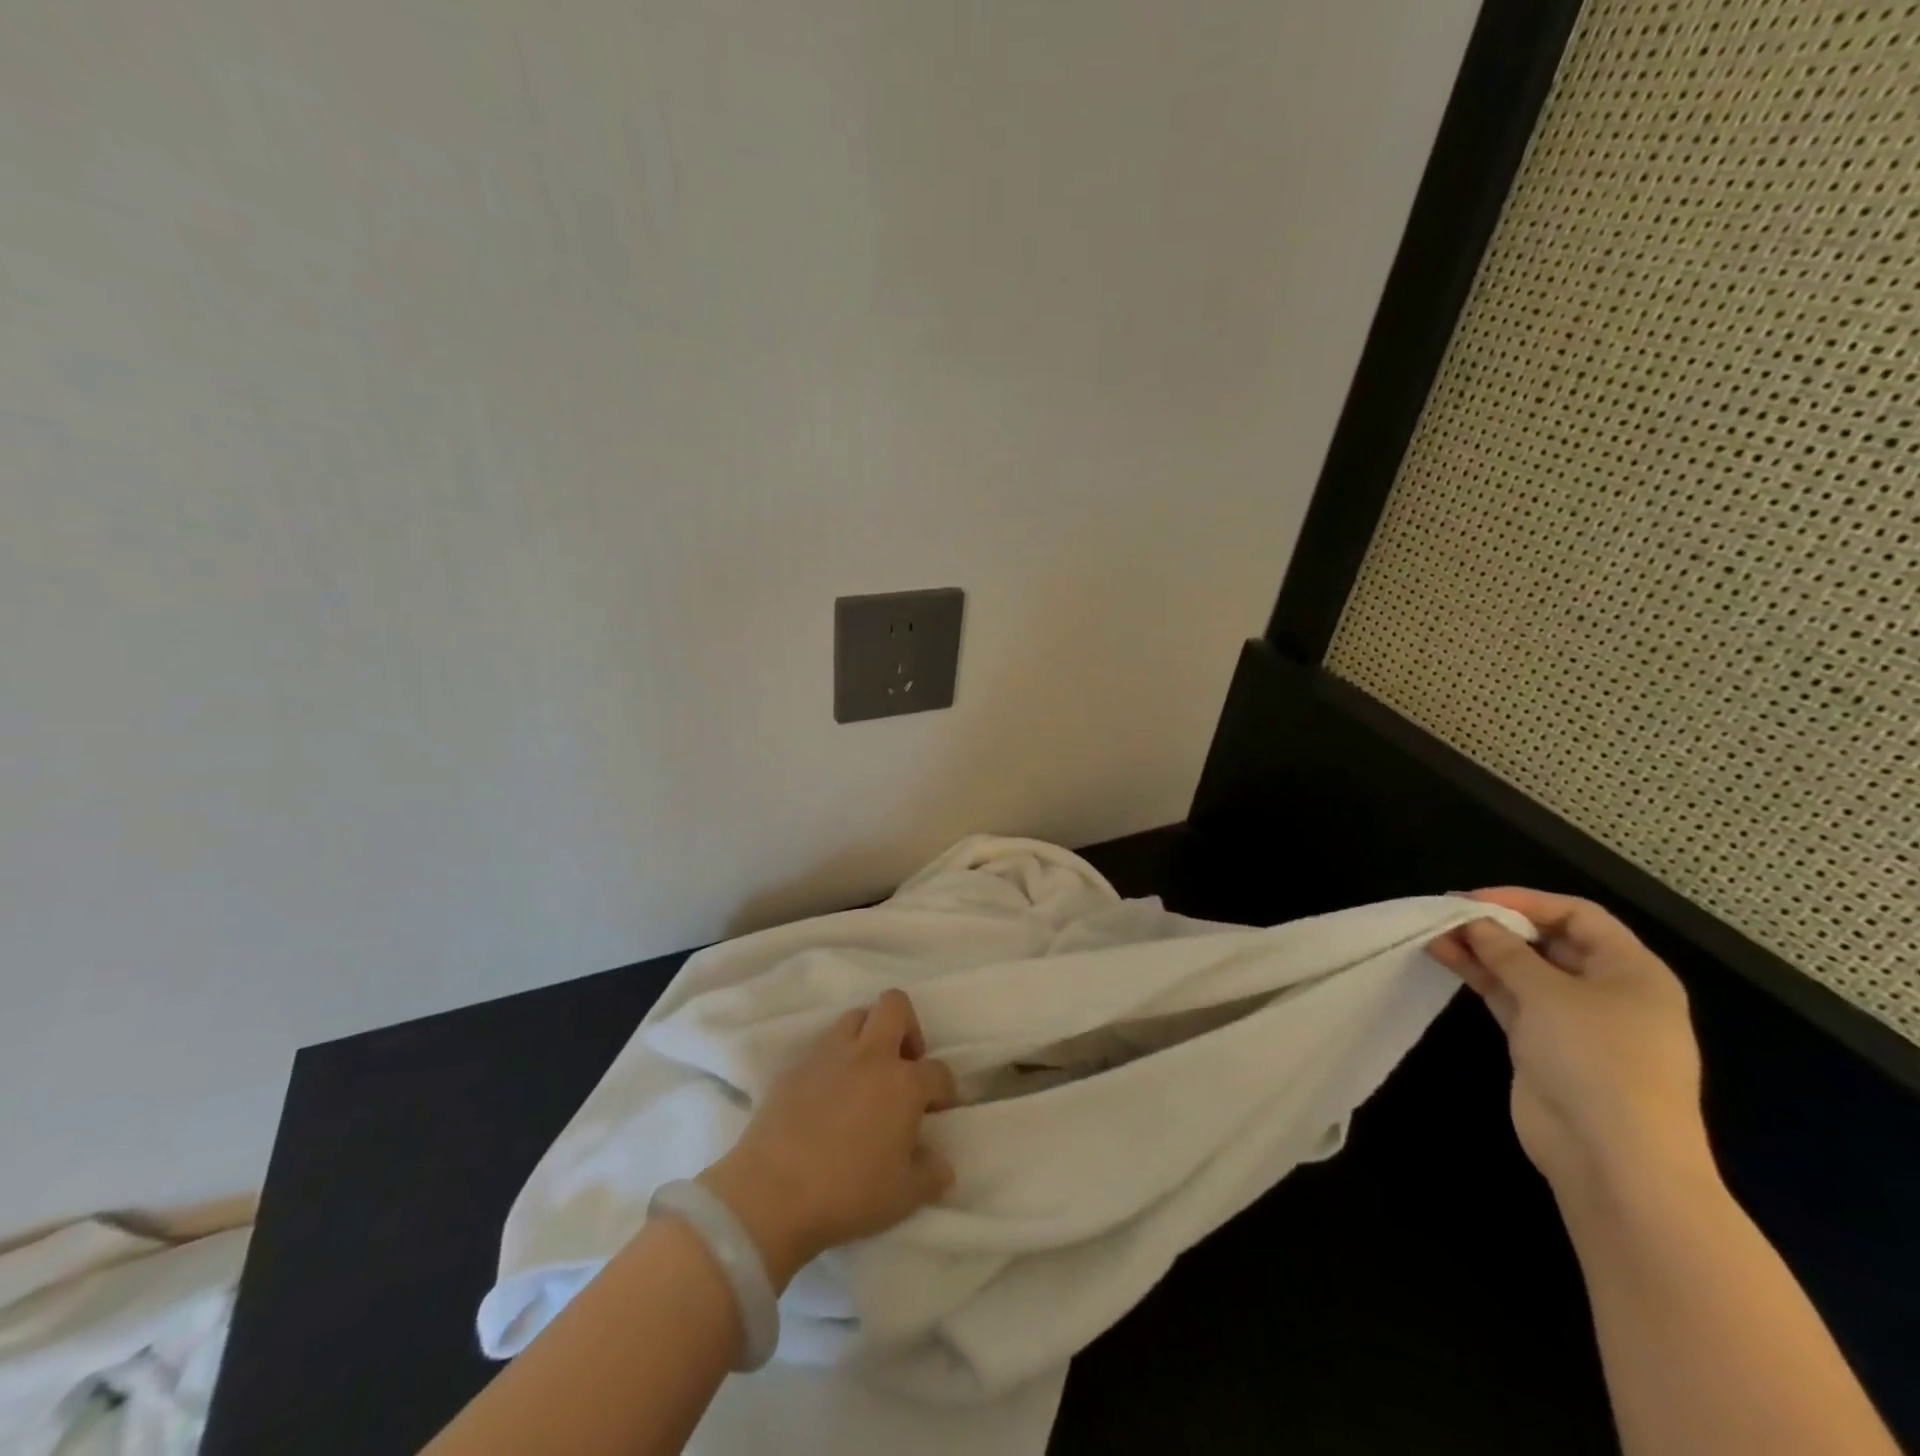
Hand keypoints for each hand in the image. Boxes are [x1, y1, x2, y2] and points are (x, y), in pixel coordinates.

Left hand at [698, 989, 957, 1289]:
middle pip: (895, 1006)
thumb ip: (930, 1174)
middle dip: (908, 1026)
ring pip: (856, 1016)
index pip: (938, 1071)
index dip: (944, 1089)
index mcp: (903, 1083)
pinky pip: (823, 1043)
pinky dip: (835, 1056)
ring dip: (868, 1035)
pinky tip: (830, 1091)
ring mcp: (829, 1053)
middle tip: (904, 1064)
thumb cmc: (847, 1193)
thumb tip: (941, 1163)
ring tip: (865, 1073)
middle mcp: (870, 1055)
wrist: (771, 1193)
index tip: (937, 1108)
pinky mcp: (796, 1064)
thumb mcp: (903, 1196)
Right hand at [1428, 889, 1715, 1203]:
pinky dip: (1480, 977)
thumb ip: (1507, 952)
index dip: (1526, 901)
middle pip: (1549, 941)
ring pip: (1523, 970)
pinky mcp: (1543, 1044)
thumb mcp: (1550, 994)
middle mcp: (1607, 991)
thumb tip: (1475, 922)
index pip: (1578, 916)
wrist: (1613, 1157)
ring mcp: (1574, 1021)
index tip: (1474, 899)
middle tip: (1448, 914)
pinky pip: (1510, 997)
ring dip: (1482, 950)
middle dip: (1499, 925)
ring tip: (1434, 934)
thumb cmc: (1598, 1061)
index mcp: (1632, 972)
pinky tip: (1445, 959)